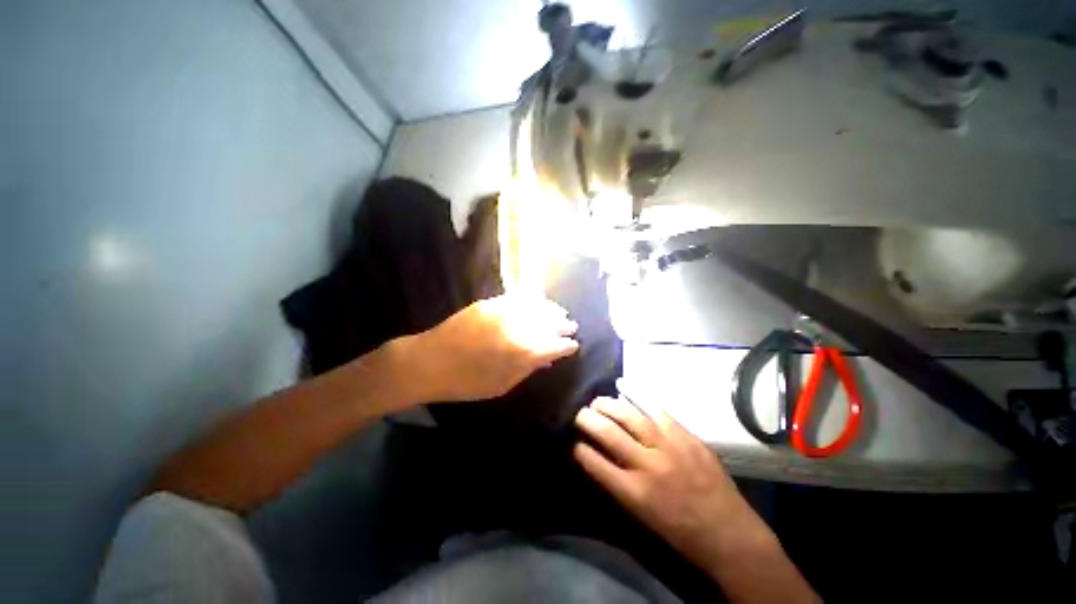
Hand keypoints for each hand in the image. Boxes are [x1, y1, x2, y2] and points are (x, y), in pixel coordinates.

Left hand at [402, 295, 578, 401]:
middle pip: (549, 322)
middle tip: (571, 326)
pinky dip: (533, 301)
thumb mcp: (501, 385)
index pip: (554, 345)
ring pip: (536, 306)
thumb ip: (528, 369)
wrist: (428, 362)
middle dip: (563, 324)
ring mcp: (502, 311)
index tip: (574, 346)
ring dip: (551, 309)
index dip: (566, 346)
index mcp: (521, 351)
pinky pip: (518, 299)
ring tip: (560, 312)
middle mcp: (517, 327)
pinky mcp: (490, 303)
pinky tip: (538, 303)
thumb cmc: (465, 382)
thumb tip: (547, 358)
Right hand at [573, 397, 764, 573]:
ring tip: (597, 401)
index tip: (574, 442)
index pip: (594, 462)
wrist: (728, 533)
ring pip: (629, 415)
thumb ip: (618, 483)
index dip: (579, 448)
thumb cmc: (680, 532)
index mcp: (633, 492)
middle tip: (580, 414)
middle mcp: (647, 465)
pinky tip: (623, 386)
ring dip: (608, 404)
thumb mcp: (641, 516)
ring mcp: (669, 446)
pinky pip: (656, 409)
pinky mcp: (685, 436)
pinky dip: (637, 395)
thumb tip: (599, 456)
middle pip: (608, 433)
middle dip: (587, 419)